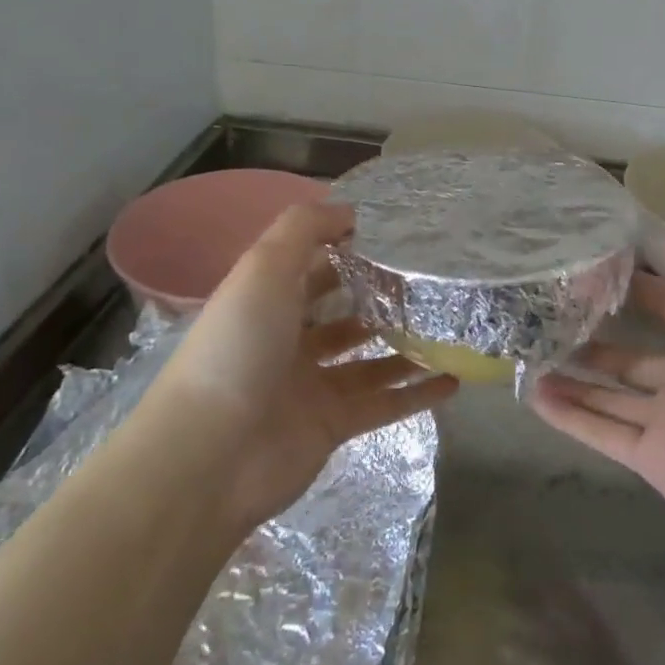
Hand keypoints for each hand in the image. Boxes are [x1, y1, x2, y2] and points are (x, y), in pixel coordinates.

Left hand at [153, 201, 457, 532]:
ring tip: (453, 327)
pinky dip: (416, 394)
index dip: (352, 250)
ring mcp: (313, 385)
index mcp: (270, 300)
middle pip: (347, 313)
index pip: (316, 267)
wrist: (210, 454)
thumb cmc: (239, 347)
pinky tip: (453, 379)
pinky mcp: (333, 426)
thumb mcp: (264, 267)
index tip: (401, 238)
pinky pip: (383, 404)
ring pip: (371, 359)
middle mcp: (290, 340)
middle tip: (435, 283)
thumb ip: (304, 228)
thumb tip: (349, 209)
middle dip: (385, 298)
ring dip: (407, 345)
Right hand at [529, 245, 664, 573]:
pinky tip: (534, 396)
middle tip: (548, 310)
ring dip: (574, 372)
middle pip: (631, 347)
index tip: (590, 266)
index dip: (635, 283)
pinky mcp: (653, 458)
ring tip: (529, 351)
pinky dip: (569, 415)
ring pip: (609, 390)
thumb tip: (664, 244)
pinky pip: (602, 432)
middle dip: (595, 329)